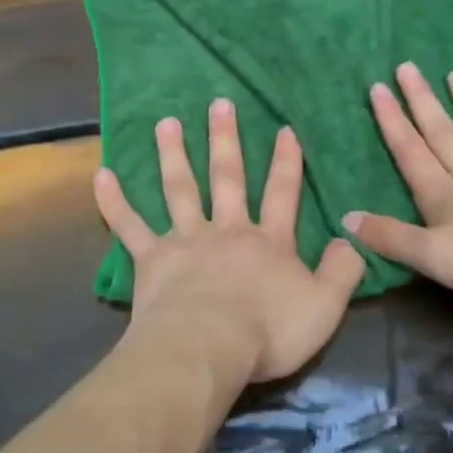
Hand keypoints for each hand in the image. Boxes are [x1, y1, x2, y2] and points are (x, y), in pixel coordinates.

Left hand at [94, 99, 365, 385]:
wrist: (209, 347)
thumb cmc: (268, 331)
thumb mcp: (325, 306)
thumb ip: (342, 271)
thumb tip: (351, 239)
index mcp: (268, 243)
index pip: (282, 194)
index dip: (286, 162)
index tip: (283, 129)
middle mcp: (227, 231)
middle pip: (227, 178)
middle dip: (225, 140)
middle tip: (219, 104)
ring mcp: (186, 241)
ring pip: (179, 190)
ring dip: (172, 155)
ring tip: (166, 122)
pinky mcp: (151, 259)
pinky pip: (129, 226)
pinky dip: (114, 201)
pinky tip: (101, 174)